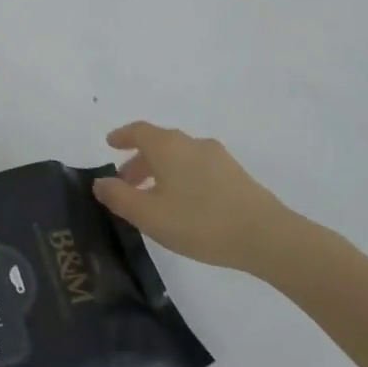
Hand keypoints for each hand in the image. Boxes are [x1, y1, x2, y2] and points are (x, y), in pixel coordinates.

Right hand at [92, 122, 307, 277]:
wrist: (266, 236)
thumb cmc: (199, 222)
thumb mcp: (149, 215)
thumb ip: (119, 197)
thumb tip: (100, 182)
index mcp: (167, 146)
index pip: (138, 131)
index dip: (122, 136)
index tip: (109, 144)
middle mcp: (191, 143)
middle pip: (159, 144)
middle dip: (139, 160)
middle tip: (126, 182)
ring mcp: (217, 157)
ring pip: (180, 157)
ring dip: (161, 171)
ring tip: (154, 197)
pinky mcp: (236, 175)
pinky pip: (198, 168)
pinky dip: (182, 178)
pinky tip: (185, 204)